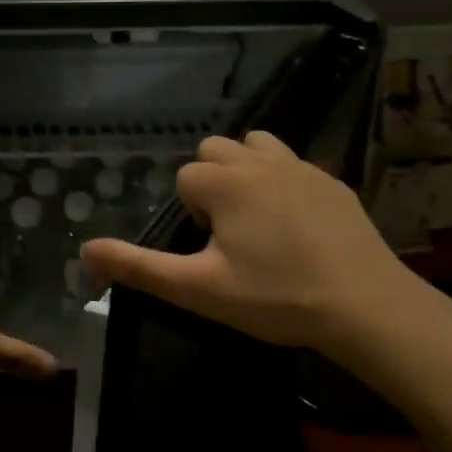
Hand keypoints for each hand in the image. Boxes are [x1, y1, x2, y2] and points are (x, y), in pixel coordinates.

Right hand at [82, 131, 419, 352]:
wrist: (365, 306)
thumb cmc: (275, 297)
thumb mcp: (198, 289)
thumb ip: (139, 268)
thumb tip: (85, 251)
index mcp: (225, 183)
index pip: (185, 178)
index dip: (191, 214)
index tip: (213, 251)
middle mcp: (260, 161)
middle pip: (215, 150)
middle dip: (212, 183)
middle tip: (230, 234)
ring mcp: (301, 167)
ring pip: (256, 146)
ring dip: (245, 171)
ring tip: (257, 219)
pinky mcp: (333, 181)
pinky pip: (293, 164)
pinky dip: (282, 182)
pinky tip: (297, 226)